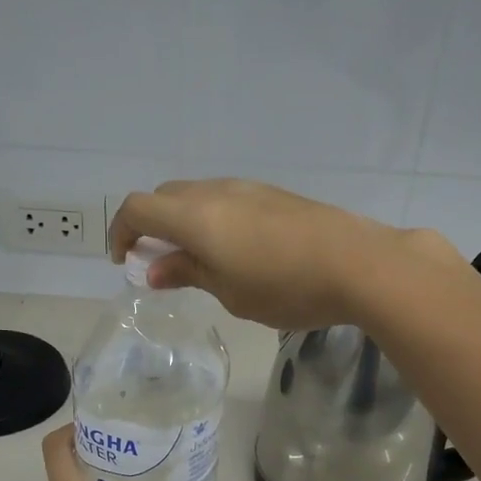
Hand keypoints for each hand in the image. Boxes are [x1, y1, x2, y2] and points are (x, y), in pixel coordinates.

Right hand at [109, 179, 461, 330]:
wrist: (359, 263)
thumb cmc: (285, 287)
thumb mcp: (230, 292)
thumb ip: (189, 274)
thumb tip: (156, 269)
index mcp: (195, 215)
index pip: (138, 209)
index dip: (121, 232)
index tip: (123, 261)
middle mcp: (216, 191)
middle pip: (166, 196)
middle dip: (152, 226)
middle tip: (159, 262)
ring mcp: (249, 188)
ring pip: (198, 195)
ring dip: (184, 222)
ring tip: (197, 260)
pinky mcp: (275, 195)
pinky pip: (227, 200)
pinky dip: (213, 219)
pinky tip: (235, 250)